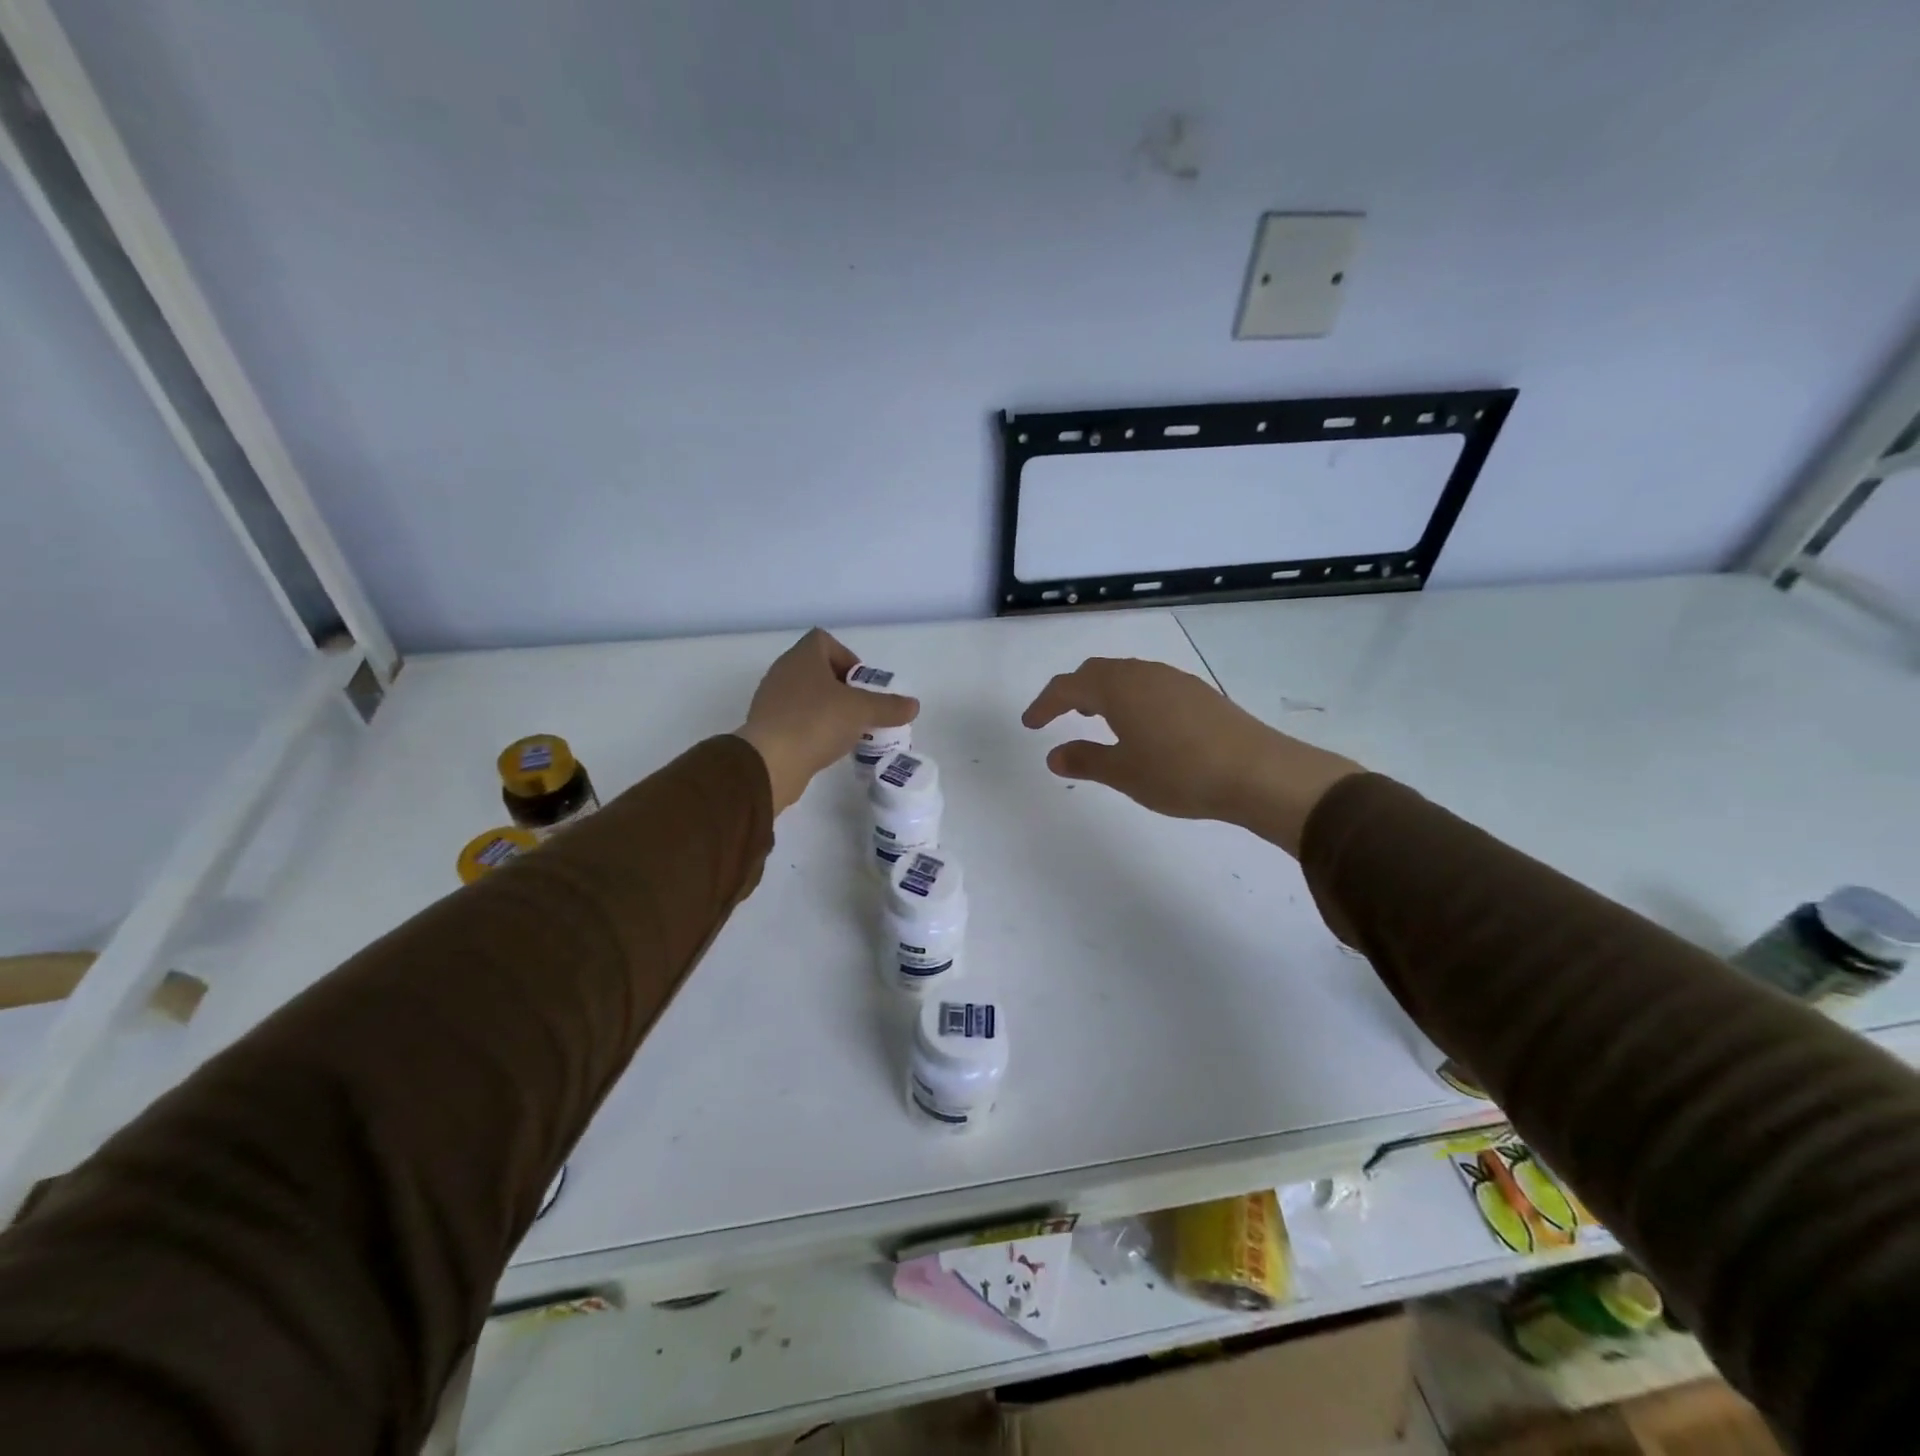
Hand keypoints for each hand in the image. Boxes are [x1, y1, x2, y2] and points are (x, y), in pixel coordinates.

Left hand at [736, 629, 917, 813]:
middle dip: (842, 687)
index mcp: (802, 657)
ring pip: (806, 696)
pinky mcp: (767, 727)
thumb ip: (889, 707)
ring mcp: (771, 700)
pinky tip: (827, 746)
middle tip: (861, 708)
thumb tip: (913, 705)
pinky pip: (796, 719)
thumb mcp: (862, 711)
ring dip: (828, 709)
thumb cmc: (816, 722)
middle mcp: (783, 672)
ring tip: (848, 730)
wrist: (770, 762)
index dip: (846, 656)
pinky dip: (813, 727)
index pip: (823, 640)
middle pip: (816, 669)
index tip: (861, 683)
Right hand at [1020, 657, 1360, 855]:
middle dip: (1073, 692)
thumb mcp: (1123, 772)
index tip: (1030, 724)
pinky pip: (1149, 685)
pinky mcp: (1198, 693)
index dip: (1044, 703)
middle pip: (1097, 672)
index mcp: (1117, 688)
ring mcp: (1174, 680)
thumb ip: (1085, 759)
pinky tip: (1141, 726)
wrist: (1257, 772)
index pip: (1068, 686)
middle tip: (1060, 716)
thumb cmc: (1179, 773)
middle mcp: (1143, 674)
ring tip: (1098, 721)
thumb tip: (1054, 754)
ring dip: (1103, 693)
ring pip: (1126, 676)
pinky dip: (1130, 698)